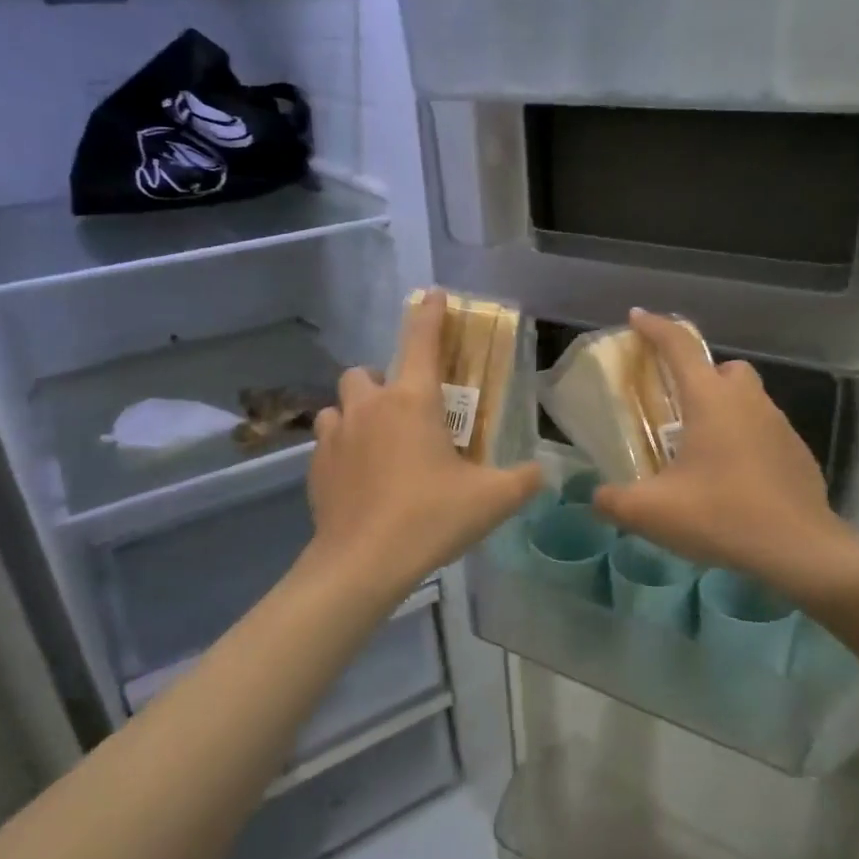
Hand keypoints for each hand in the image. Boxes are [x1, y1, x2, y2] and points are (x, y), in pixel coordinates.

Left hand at [305, 289, 542, 593]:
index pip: (422, 341)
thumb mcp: (492, 500)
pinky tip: (360, 476)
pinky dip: (342, 447)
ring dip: (358, 413)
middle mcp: (370, 407)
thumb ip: (524, 480)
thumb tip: (543, 472)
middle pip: (367, 371)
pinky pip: (327, 441)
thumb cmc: (430, 518)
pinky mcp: (315, 467)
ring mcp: (335, 435)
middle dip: (383, 381)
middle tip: (406, 411)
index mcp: (413, 401)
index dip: (430, 314)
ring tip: (379, 441)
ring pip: (340, 405)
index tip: (434, 295)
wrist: (362, 562)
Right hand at [592, 309, 854, 595]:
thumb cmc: (722, 516)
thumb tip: (596, 497)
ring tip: (703, 450)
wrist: (799, 549)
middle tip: (677, 408)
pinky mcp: (797, 451)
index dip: (654, 327)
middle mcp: (747, 401)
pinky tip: (734, 479)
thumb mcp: (652, 513)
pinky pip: (764, 429)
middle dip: (699, 375)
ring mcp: (779, 424)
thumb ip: (614, 501)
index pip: (679, 346)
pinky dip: (746, 439)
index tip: (636, 317)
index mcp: (710, 400)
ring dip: (724, 409)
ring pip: (747, 398)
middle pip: (722, 367)